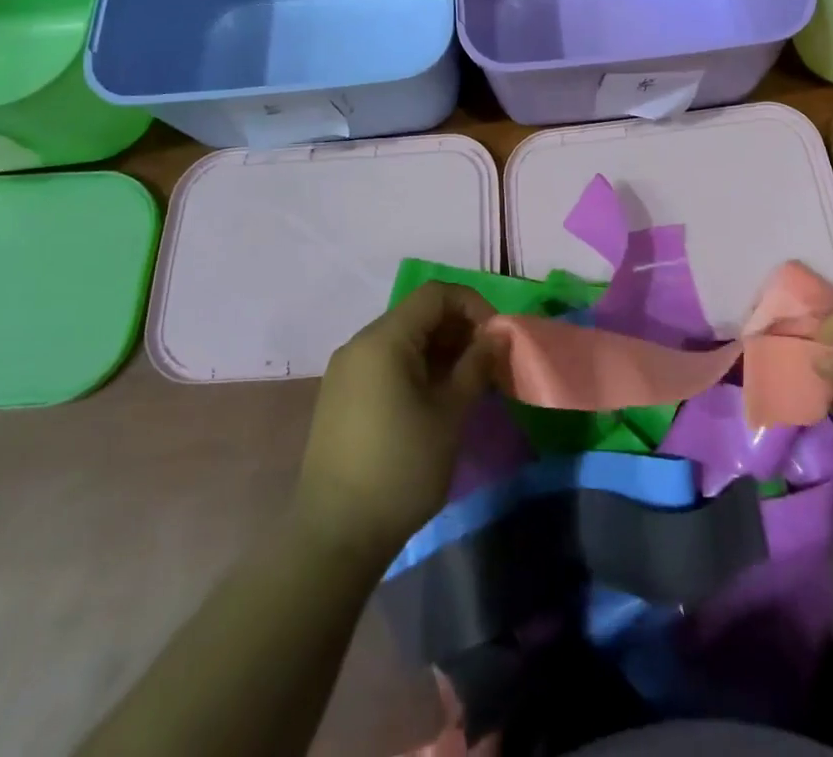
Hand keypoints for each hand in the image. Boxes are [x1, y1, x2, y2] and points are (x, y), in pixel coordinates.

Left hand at [292, 283, 496, 564]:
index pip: (435, 294)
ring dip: (441, 351)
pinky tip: (436, 401)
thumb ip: (476, 365)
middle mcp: (360, 345)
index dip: (472, 305)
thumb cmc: (401, 468)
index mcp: (383, 339)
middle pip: (418, 315)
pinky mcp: (341, 398)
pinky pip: (386, 364)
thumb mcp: (450, 414)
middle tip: (488, 363)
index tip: (497, 337)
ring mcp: (346, 372)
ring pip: (403, 340)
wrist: (334, 537)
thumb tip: (498, 335)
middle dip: (459, 330)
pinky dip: (417, 369)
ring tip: (469, 384)